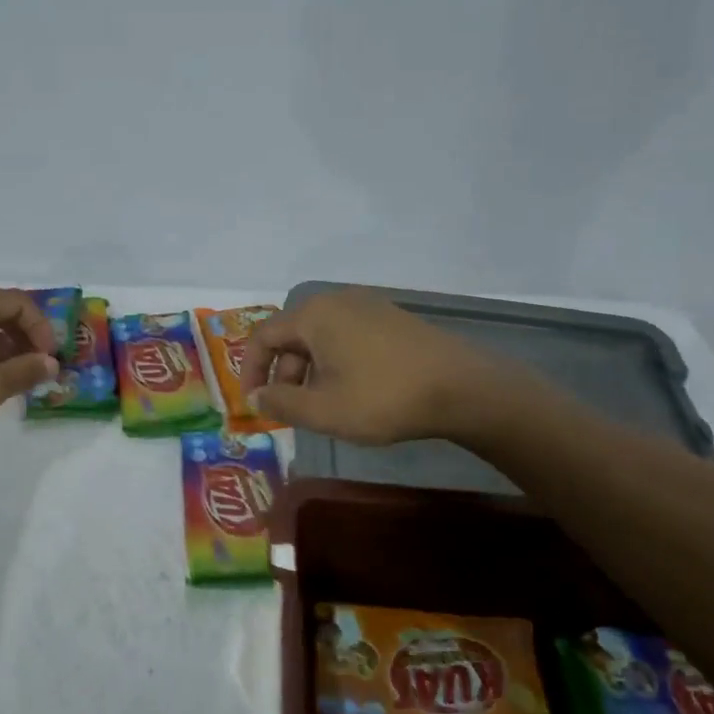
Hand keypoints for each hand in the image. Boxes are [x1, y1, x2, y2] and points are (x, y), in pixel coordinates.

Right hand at [245, 288, 544, 445]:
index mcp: (313, 316)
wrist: (463, 388)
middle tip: (291, 412)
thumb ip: (281, 403)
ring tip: (322, 407)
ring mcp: (368, 307)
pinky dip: (336, 363)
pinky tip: (353, 392)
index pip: (263, 337)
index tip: (253, 405)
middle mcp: (337, 301)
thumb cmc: (384, 397)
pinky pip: (347, 337)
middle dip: (284, 375)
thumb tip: (255, 397)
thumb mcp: (324, 410)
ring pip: (320, 338)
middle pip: (292, 336)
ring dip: (309, 372)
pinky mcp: (392, 319)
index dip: (250, 372)